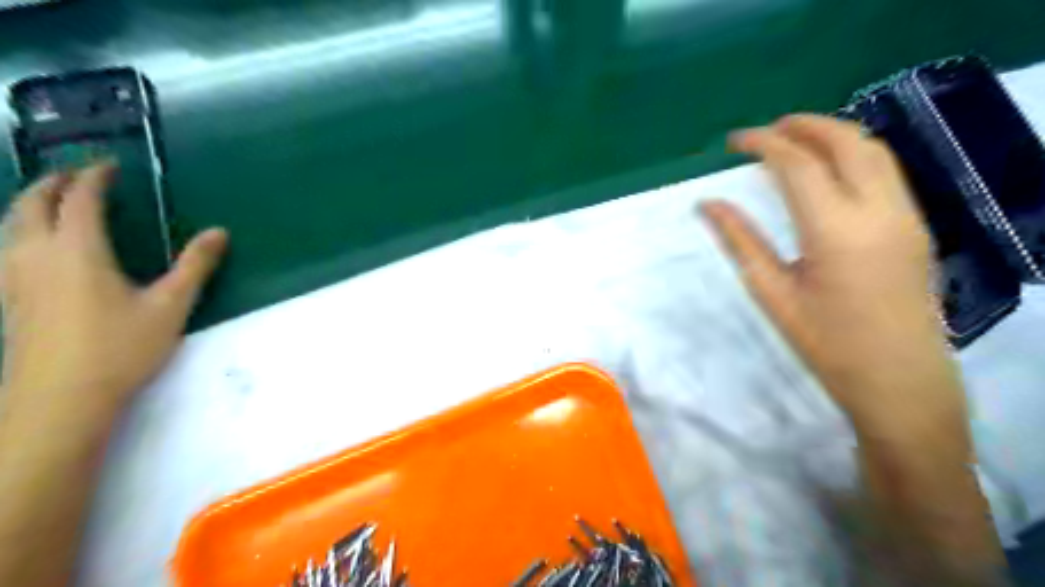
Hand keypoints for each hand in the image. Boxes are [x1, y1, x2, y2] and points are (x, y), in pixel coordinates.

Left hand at [0, 163, 225, 428]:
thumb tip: (219, 232)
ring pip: (10, 226)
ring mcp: (14, 277)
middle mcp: (35, 255)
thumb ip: (195, 265)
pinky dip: (23, 231)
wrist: (60, 399)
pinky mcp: (9, 299)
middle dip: (51, 183)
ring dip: (31, 205)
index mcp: (77, 250)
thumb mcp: (170, 305)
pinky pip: (7, 248)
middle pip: (31, 204)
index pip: (79, 200)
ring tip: (54, 203)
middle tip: (75, 175)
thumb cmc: (121, 347)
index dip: (93, 178)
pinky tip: (39, 248)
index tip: (109, 166)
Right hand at [705, 114, 965, 436]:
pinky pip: (885, 171)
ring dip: (832, 135)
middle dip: (803, 125)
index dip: (763, 143)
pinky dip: (853, 154)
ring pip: (874, 150)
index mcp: (836, 230)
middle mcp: (879, 210)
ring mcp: (906, 214)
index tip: (734, 141)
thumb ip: (739, 240)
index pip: (798, 164)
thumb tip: (707, 204)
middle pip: (846, 141)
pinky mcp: (915, 224)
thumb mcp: (772, 292)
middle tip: (766, 131)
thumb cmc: (825, 342)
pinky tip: (827, 169)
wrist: (898, 378)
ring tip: (793, 140)